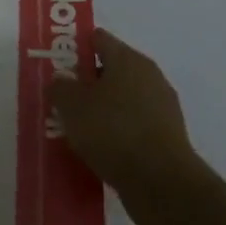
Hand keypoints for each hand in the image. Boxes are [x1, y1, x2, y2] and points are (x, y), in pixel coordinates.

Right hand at [49, 29, 199, 217]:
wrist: (162, 185)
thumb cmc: (112, 131)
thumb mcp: (71, 105)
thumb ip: (60, 87)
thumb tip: (61, 82)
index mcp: (128, 59)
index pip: (98, 39)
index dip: (75, 48)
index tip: (57, 65)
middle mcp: (149, 77)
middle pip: (111, 70)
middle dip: (87, 83)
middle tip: (63, 99)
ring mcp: (162, 108)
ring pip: (122, 100)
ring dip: (102, 110)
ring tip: (77, 129)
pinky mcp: (168, 138)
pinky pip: (134, 126)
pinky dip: (117, 133)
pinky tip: (99, 149)